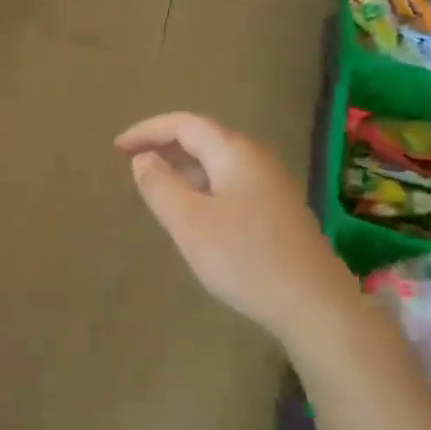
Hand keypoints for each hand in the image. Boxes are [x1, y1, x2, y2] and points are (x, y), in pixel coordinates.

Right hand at [116, 113, 353, 338]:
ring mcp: (271, 186)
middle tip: (130, 163)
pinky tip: (193, 213)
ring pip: (217, 163)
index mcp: (235, 153)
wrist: (314, 305)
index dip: (147, 131)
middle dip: (164, 146)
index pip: (184, 124)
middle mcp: (257, 159)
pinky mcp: (277, 211)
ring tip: (155, 186)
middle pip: (203, 139)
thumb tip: (143, 158)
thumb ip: (160, 185)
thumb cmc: (245, 259)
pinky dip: (202, 186)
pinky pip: (230, 184)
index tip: (116, 148)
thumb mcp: (189, 223)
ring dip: (183, 167)